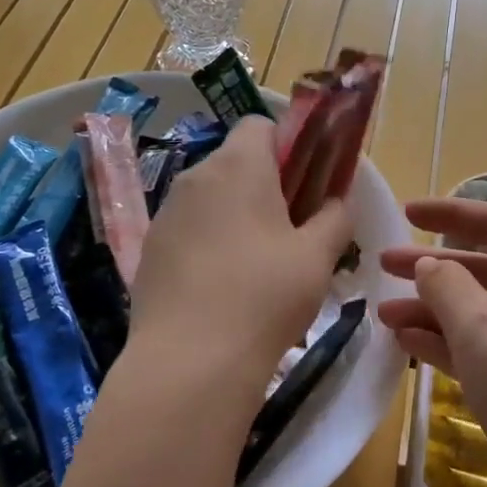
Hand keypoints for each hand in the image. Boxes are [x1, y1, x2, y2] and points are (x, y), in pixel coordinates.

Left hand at [125, 118, 354, 409]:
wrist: (189, 362)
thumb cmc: (265, 297)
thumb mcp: (318, 258)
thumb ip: (335, 218)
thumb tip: (335, 201)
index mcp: (239, 165)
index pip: (260, 125)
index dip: (288, 146)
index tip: (305, 184)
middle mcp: (196, 176)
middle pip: (235, 161)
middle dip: (265, 184)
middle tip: (291, 230)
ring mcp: (167, 212)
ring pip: (210, 196)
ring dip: (235, 213)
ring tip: (257, 264)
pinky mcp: (150, 247)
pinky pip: (188, 227)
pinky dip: (208, 241)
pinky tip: (222, 285)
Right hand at [378, 198, 486, 486]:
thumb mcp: (482, 327)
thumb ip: (448, 286)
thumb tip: (429, 264)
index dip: (451, 212)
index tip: (407, 213)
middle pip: (480, 268)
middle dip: (431, 265)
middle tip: (382, 265)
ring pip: (475, 312)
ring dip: (430, 309)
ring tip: (383, 315)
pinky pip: (478, 350)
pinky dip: (443, 344)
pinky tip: (407, 345)